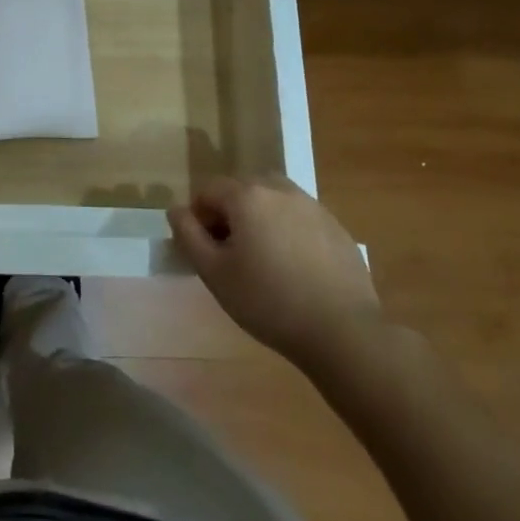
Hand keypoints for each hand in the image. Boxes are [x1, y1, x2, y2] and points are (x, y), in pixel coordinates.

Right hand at [168, 175, 384, 381]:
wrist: (343, 331)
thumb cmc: (269, 301)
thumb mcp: (215, 273)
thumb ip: (189, 235)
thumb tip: (176, 210)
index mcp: (247, 195)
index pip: (209, 190)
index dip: (199, 217)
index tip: (204, 249)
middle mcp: (279, 189)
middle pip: (242, 190)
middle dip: (230, 214)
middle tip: (231, 254)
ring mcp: (312, 205)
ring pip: (273, 200)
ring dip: (260, 218)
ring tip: (263, 258)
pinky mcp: (336, 226)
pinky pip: (300, 218)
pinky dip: (289, 231)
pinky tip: (295, 268)